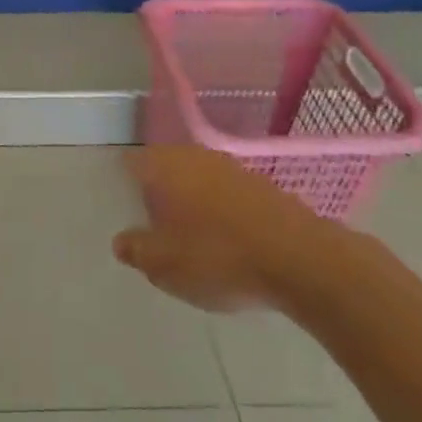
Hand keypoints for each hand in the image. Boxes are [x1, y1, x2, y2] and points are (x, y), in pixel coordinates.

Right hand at [113, 145, 349, 312]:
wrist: (300, 259)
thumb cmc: (217, 257)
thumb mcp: (164, 266)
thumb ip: (136, 250)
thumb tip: (121, 241)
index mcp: (163, 166)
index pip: (131, 164)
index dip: (124, 186)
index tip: (125, 211)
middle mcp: (193, 155)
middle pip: (165, 169)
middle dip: (158, 195)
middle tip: (156, 230)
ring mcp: (231, 166)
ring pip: (198, 180)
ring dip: (192, 203)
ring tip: (192, 240)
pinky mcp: (262, 184)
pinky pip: (227, 194)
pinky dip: (221, 212)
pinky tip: (228, 242)